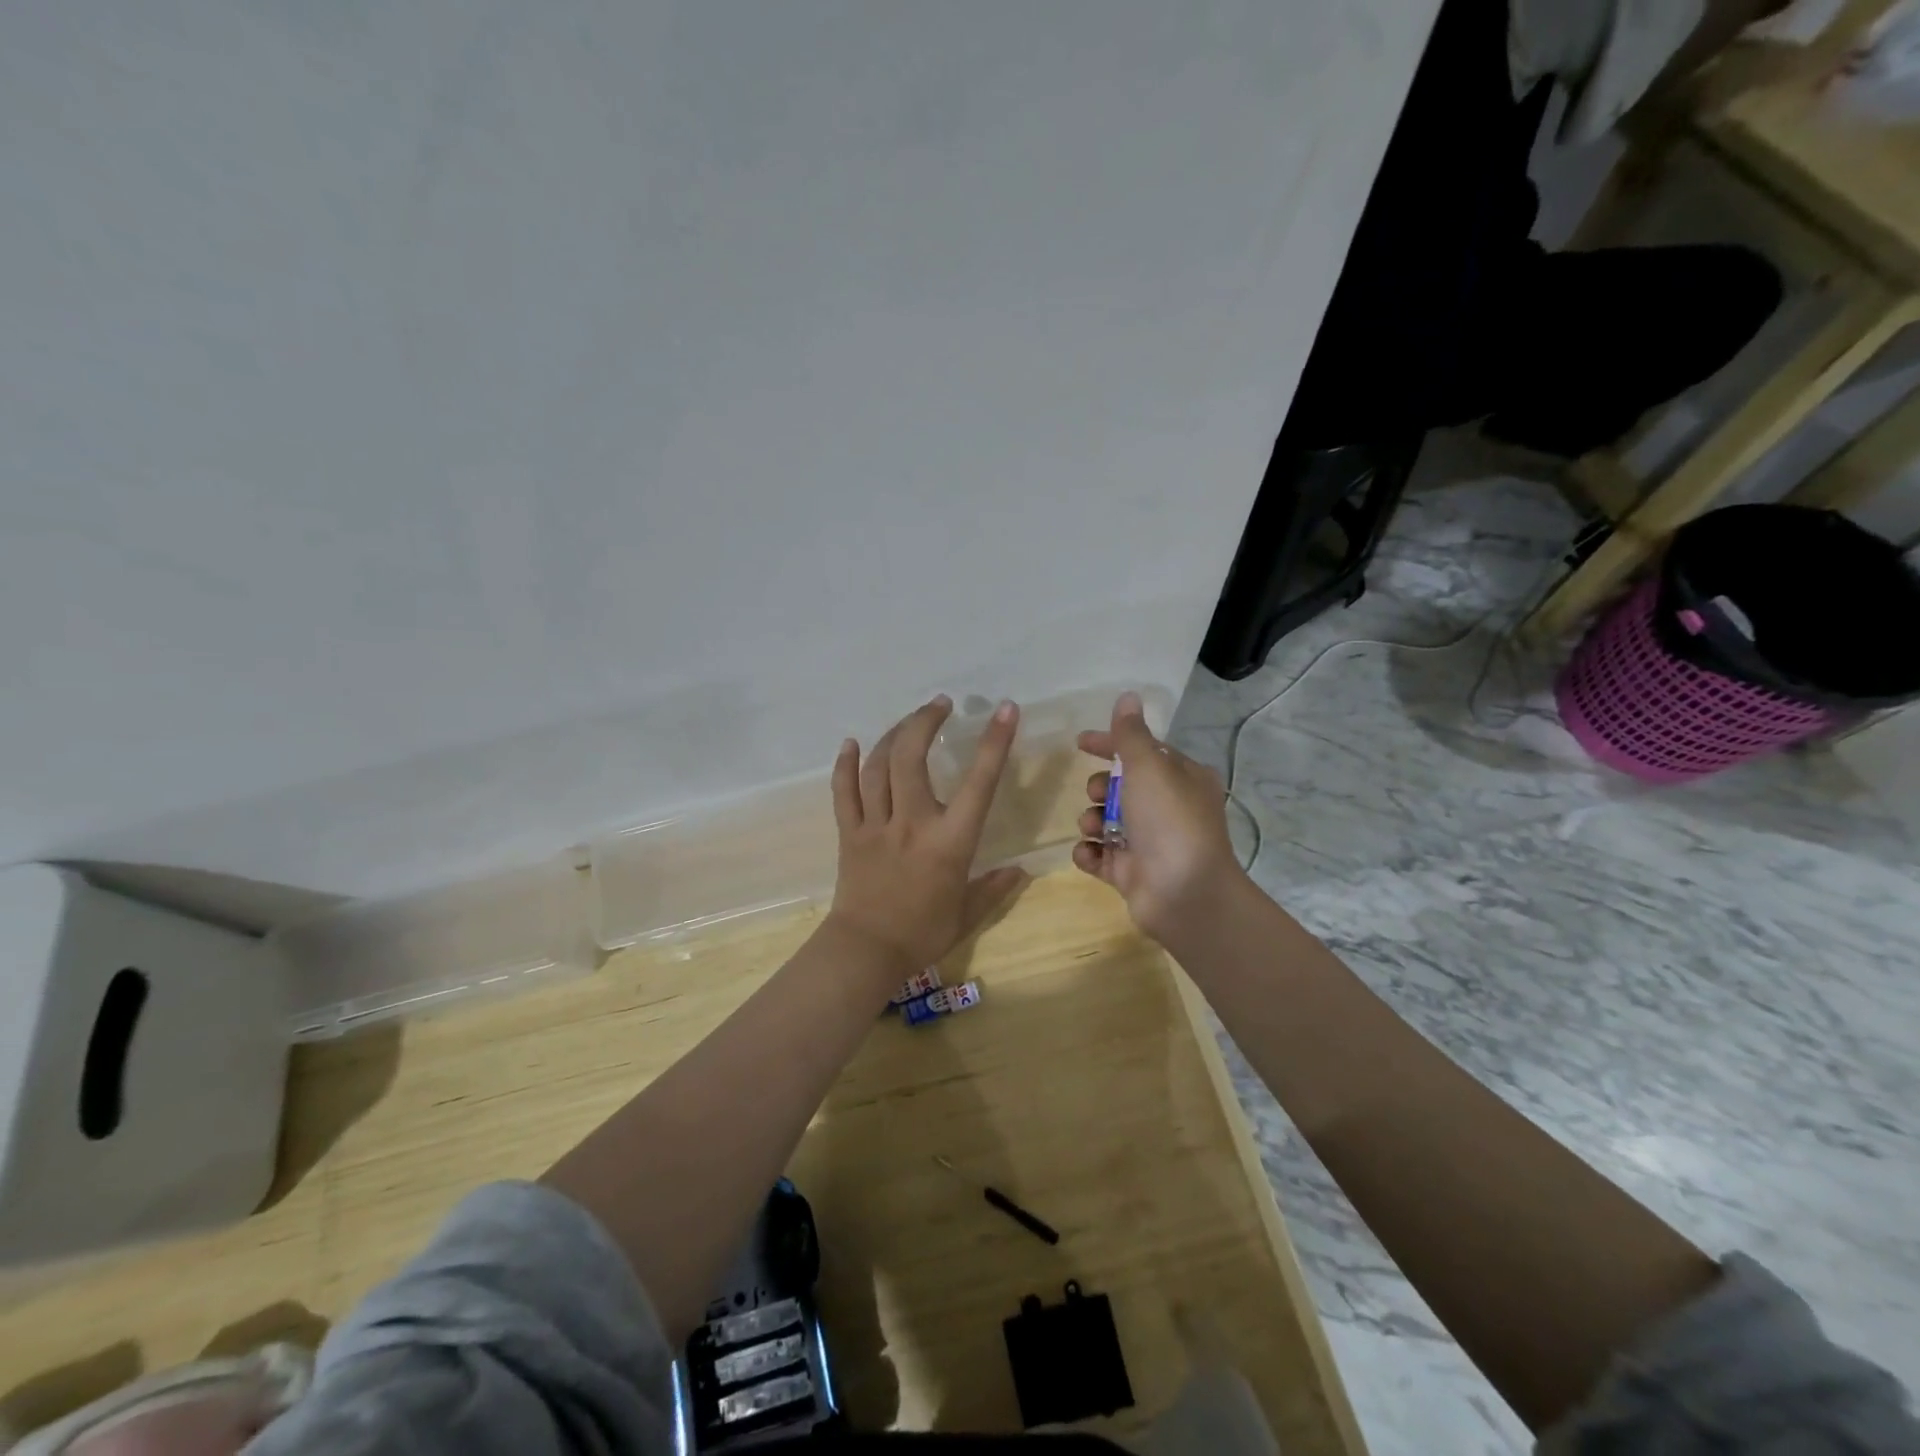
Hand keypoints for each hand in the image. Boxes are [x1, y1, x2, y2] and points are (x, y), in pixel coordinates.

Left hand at [826, 695, 1028, 976]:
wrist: (866, 952)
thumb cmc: (923, 933)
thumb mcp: (968, 912)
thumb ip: (995, 887)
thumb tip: (1020, 870)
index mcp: (950, 841)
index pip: (978, 783)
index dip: (995, 743)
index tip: (1006, 710)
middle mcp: (912, 822)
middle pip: (911, 757)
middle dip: (925, 721)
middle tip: (941, 704)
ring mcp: (876, 824)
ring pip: (878, 766)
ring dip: (895, 734)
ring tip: (911, 719)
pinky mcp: (849, 832)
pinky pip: (844, 790)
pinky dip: (844, 764)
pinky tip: (850, 743)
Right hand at [1073, 691, 1244, 943]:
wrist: (1183, 894)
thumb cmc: (1169, 821)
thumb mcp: (1149, 767)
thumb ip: (1130, 734)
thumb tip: (1127, 697)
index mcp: (1182, 779)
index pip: (1143, 751)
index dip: (1110, 744)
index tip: (1079, 742)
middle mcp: (1168, 808)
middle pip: (1121, 787)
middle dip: (1100, 787)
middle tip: (1096, 794)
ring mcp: (1149, 843)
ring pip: (1106, 821)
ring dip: (1091, 820)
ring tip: (1092, 827)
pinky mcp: (1130, 872)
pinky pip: (1099, 855)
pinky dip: (1089, 852)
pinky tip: (1088, 852)